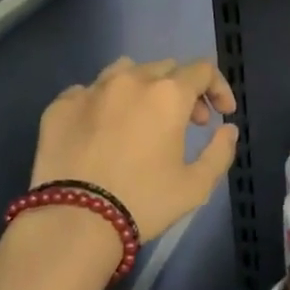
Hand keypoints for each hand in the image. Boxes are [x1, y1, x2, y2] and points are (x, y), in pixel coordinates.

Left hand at [31, 57, 238, 239]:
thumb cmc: (143, 202)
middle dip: (184, 90)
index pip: (202, 70)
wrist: (74, 221)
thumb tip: (228, 129)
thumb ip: (220, 152)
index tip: (222, 114)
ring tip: (143, 116)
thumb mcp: (196, 186)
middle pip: (165, 68)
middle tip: (188, 123)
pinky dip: (105, 103)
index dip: (218, 88)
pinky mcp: (61, 105)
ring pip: (125, 70)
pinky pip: (89, 91)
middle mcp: (130, 80)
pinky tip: (103, 129)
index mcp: (167, 94)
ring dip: (143, 86)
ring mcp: (91, 89)